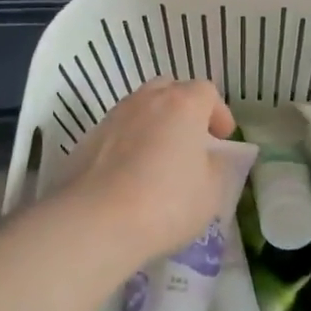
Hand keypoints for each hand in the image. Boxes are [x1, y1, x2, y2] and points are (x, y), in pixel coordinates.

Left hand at [51, 78, 236, 267]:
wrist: (96, 221)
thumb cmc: (166, 203)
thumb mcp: (211, 192)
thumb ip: (216, 167)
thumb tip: (209, 158)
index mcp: (181, 105)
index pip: (206, 91)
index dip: (218, 113)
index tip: (222, 138)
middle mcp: (145, 101)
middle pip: (169, 90)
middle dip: (184, 109)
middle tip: (191, 140)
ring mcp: (113, 117)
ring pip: (140, 109)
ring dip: (154, 124)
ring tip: (159, 158)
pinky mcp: (88, 139)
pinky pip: (118, 132)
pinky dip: (129, 143)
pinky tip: (131, 174)